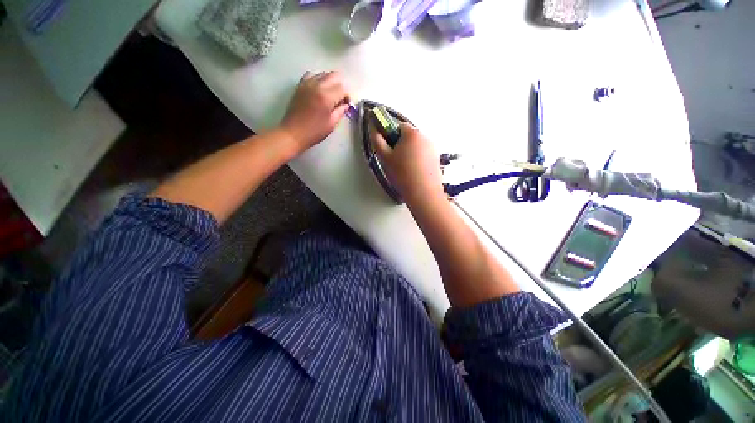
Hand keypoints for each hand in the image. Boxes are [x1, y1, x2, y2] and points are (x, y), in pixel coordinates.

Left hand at [280, 71, 350, 152]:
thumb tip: (345, 104)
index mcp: (326, 97)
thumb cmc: (314, 131)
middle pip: (334, 76)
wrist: (294, 132)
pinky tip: (319, 90)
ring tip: (330, 95)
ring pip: (323, 74)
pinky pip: (312, 75)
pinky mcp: (300, 85)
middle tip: (341, 99)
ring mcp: (307, 84)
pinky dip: (318, 80)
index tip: (347, 105)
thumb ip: (340, 111)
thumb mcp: (332, 124)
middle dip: (341, 86)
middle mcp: (317, 86)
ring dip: (330, 82)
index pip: (343, 88)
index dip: (347, 96)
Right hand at [370, 122, 444, 205]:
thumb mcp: (385, 157)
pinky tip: (414, 174)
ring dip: (410, 153)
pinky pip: (424, 156)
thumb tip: (374, 129)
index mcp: (412, 133)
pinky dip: (418, 161)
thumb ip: (377, 140)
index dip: (391, 137)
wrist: (423, 193)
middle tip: (395, 161)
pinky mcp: (437, 160)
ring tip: (405, 170)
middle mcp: (426, 137)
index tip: (389, 150)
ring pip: (417, 147)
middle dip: (401, 145)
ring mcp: (434, 149)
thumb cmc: (402, 174)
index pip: (399, 126)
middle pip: (409, 137)